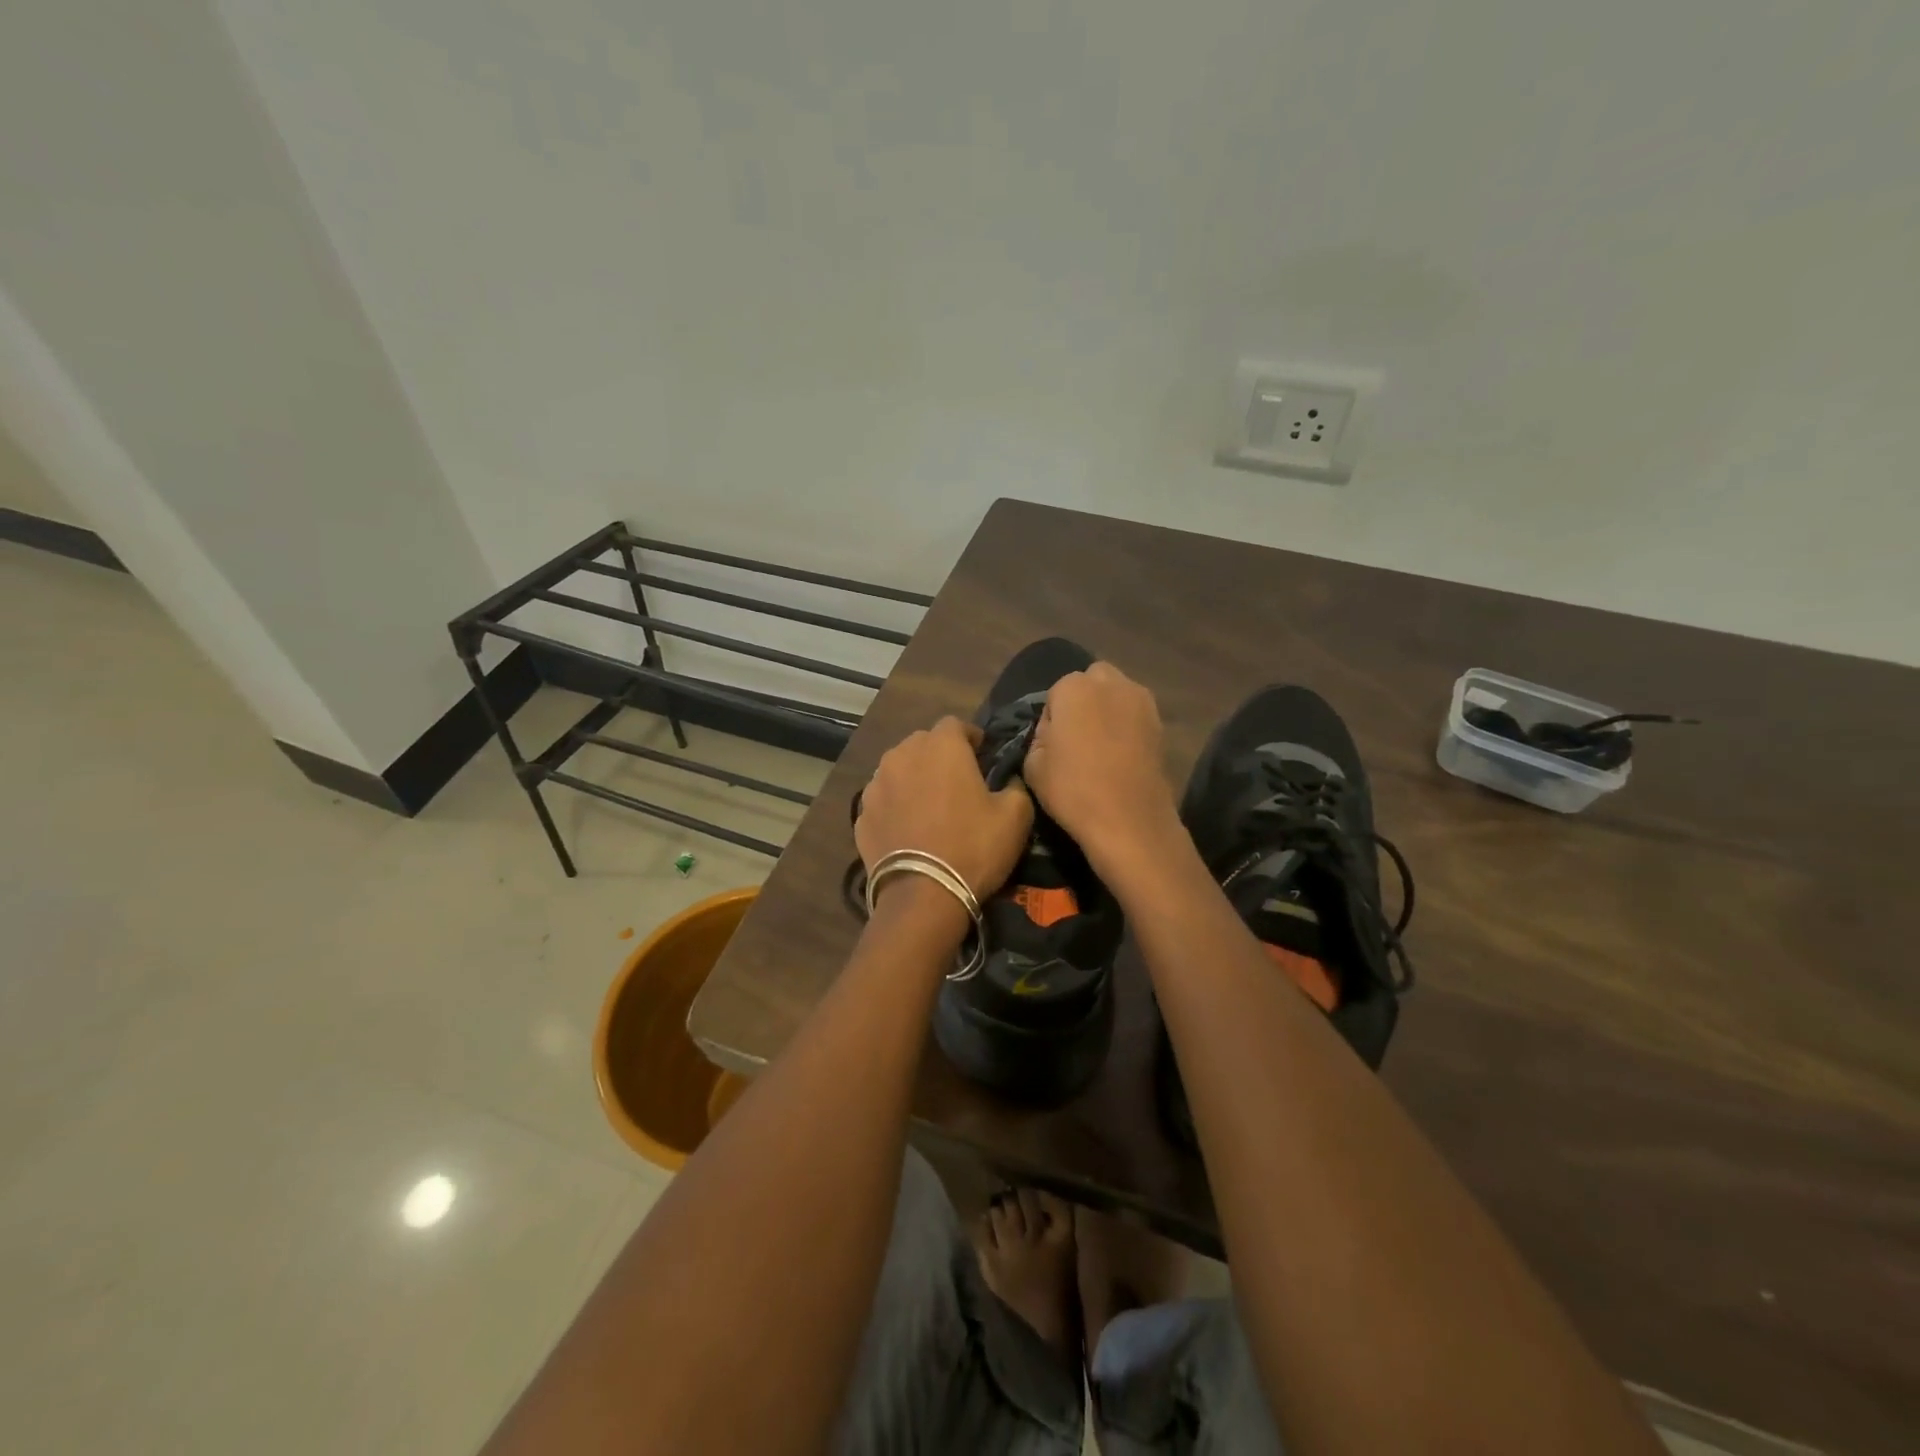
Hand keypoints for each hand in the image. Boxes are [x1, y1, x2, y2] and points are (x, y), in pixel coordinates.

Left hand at [856, 717, 1034, 910]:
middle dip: (939, 756)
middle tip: (957, 782)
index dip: (971, 737)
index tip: (982, 756)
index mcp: (941, 746)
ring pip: (898, 769)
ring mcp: (876, 785)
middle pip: (923, 743)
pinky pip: (883, 800)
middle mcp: (902, 755)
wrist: (922, 896)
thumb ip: (1014, 785)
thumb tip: (1007, 781)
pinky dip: (895, 806)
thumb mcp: (1016, 816)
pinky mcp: (860, 815)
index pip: (955, 724)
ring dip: (914, 779)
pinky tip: (908, 829)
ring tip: (928, 806)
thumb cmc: (973, 847)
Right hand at [1022, 661, 1178, 872]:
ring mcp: (1141, 701)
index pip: (1055, 694)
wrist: (1129, 820)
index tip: (1052, 745)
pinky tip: (1121, 755)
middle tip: (1077, 737)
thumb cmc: (1073, 790)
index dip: (1052, 718)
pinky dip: (1127, 726)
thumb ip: (1039, 736)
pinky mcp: (1161, 723)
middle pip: (1091, 682)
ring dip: (1107, 710)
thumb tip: (1054, 731)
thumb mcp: (1032, 765)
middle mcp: (1110, 683)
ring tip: (1101, 746)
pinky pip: (1135, 715)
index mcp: (1073, 687)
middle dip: (1083, 701)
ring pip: (1117, 694)